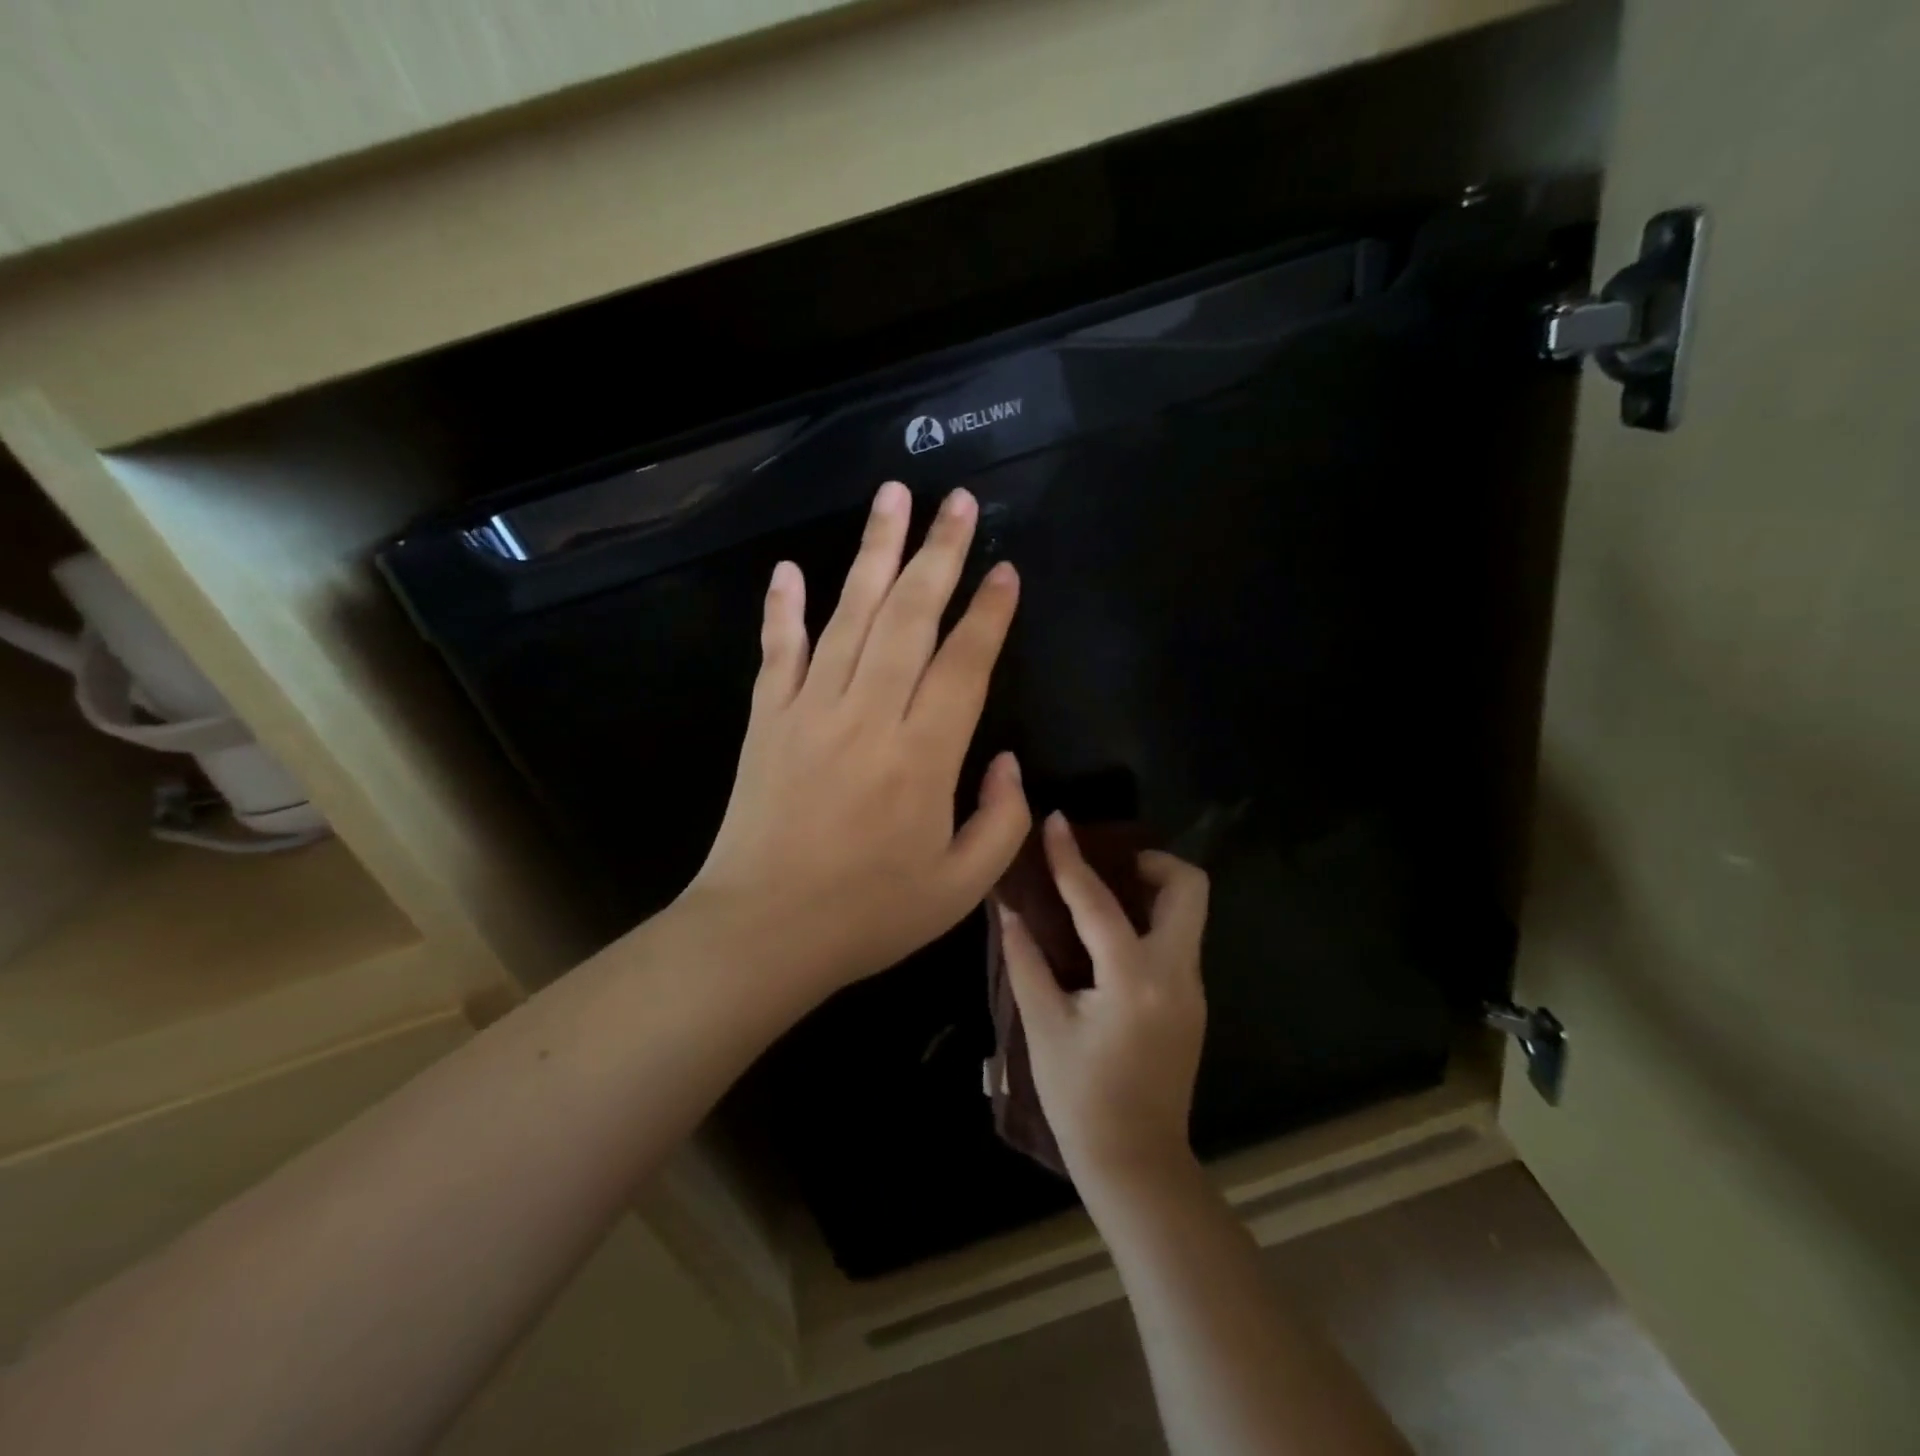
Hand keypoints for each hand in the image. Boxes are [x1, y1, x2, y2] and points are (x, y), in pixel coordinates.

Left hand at [682, 481, 1031, 1000]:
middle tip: (957, 502)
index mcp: (923, 757)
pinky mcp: (766, 719)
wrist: (762, 933)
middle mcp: (868, 716)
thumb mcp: (961, 888)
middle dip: (939, 554)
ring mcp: (810, 710)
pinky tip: (789, 568)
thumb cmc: (869, 915)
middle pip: (909, 617)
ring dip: (873, 553)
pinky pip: (777, 651)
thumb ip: (1002, 822)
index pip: (964, 664)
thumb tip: (1010, 763)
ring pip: (849, 616)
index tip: (1005, 569)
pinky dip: (782, 609)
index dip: (989, 614)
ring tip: (893, 497)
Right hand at [997, 815, 1209, 1195]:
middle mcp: (1175, 974)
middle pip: (1188, 889)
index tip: (1058, 822)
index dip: (1071, 858)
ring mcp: (1192, 989)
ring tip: (1104, 894)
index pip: (1099, 902)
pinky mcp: (1192, 1003)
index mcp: (1133, 979)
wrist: (1136, 1163)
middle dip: (1151, 862)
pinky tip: (1111, 937)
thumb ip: (1026, 960)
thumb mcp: (1044, 1027)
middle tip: (1107, 864)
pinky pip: (1178, 940)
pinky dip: (1150, 921)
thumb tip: (1008, 910)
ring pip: (1188, 913)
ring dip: (1152, 889)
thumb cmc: (1080, 1098)